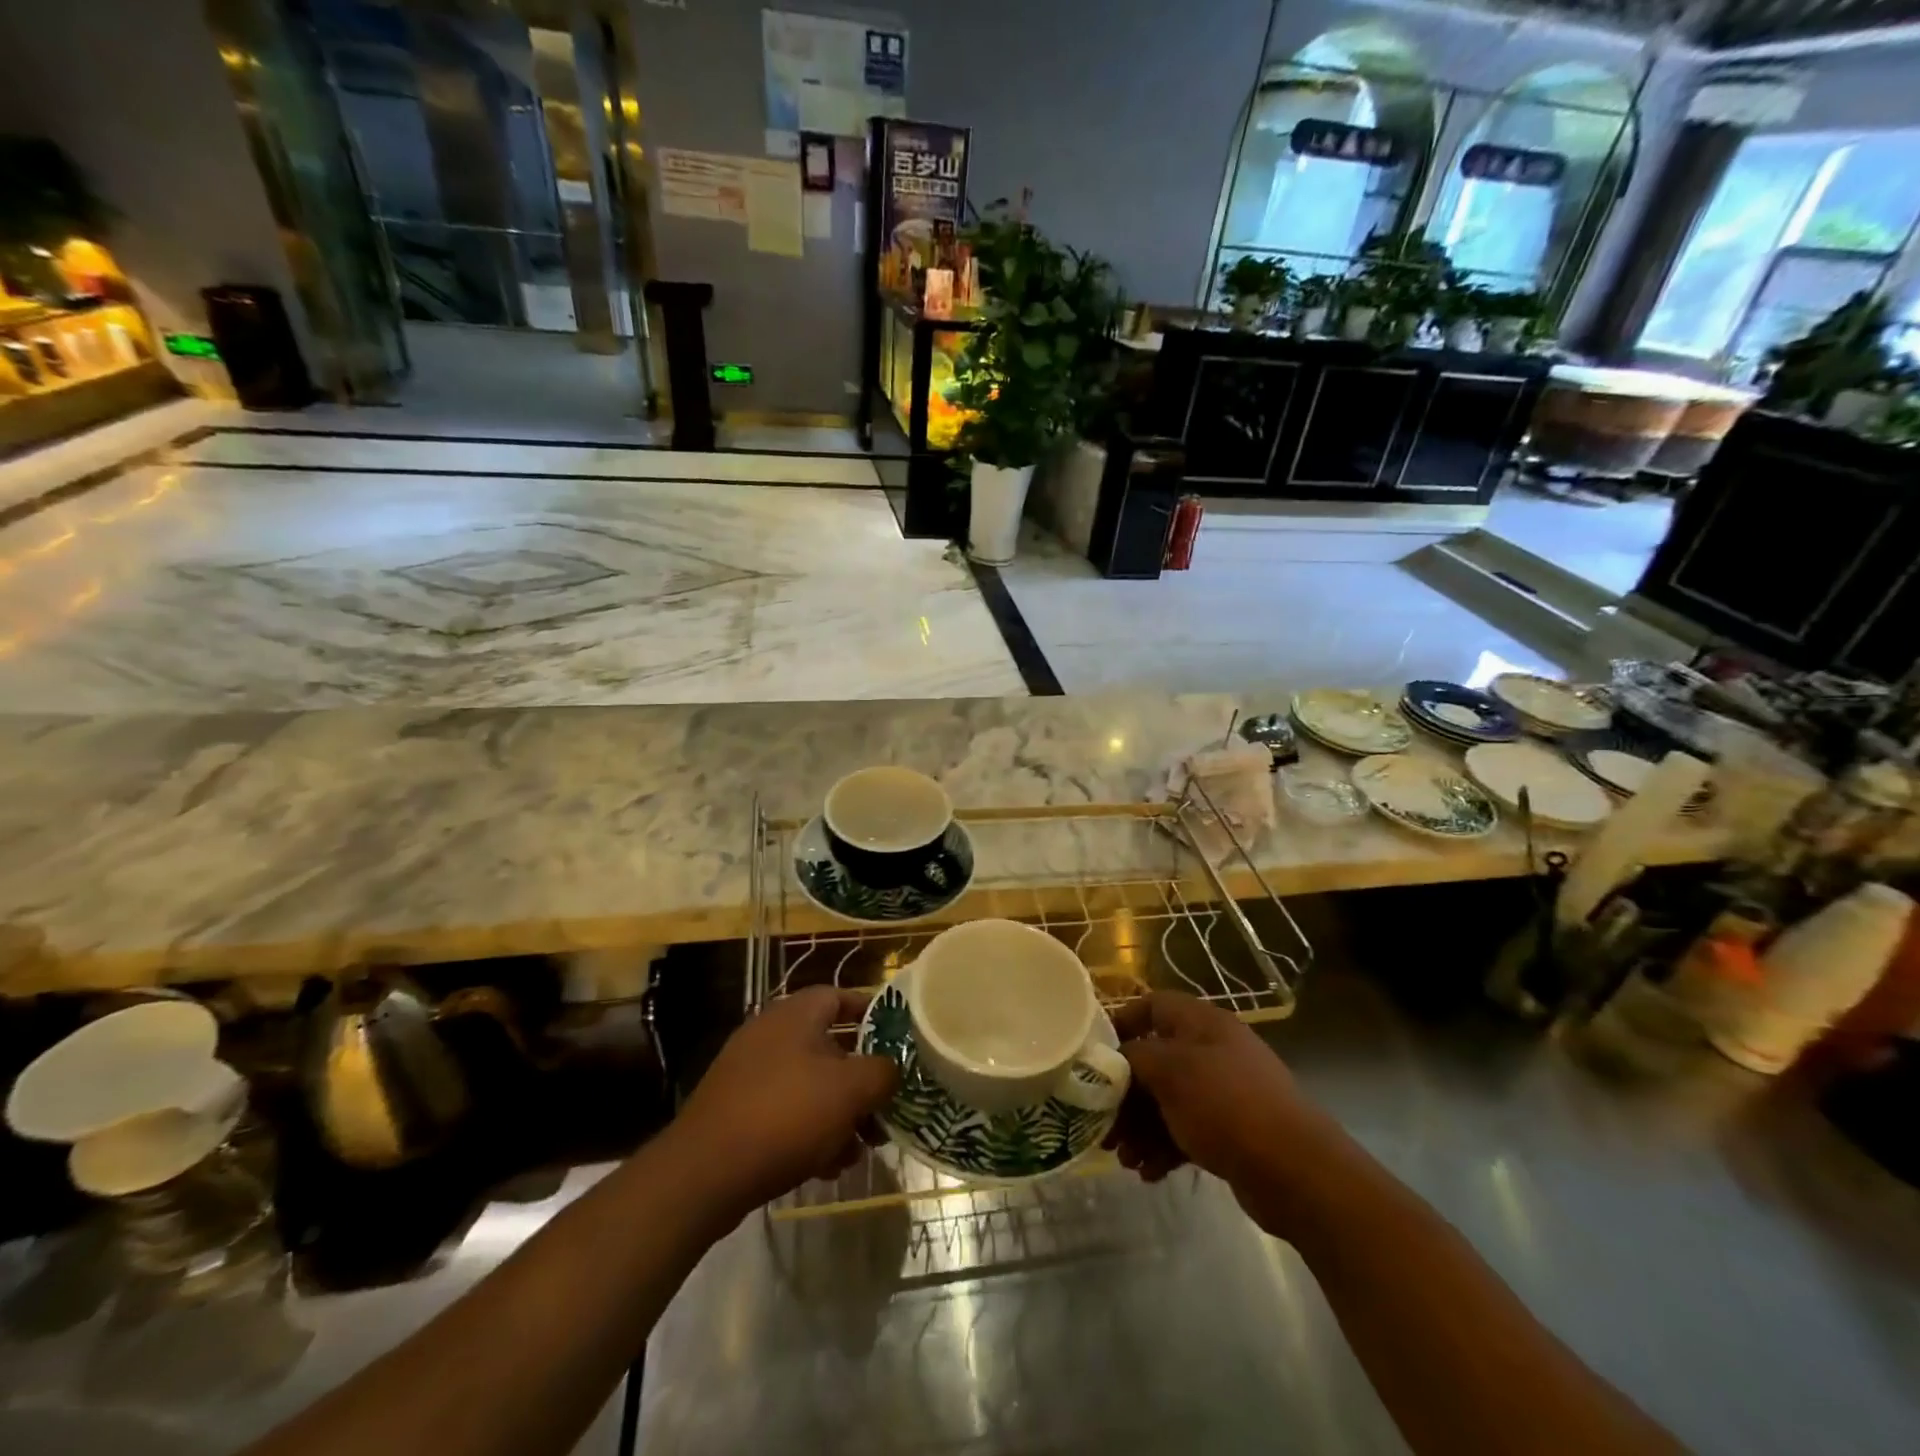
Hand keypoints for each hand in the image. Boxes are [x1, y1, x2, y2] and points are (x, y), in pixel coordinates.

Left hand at [673, 987, 898, 1218]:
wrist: (704, 1173)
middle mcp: (770, 1033)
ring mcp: (749, 1072)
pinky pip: (785, 1111)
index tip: (896, 1039)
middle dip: (860, 1078)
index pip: (840, 996)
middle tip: (884, 1107)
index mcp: (795, 1014)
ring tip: (860, 1149)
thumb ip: (882, 1073)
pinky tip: (827, 1167)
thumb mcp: (850, 1090)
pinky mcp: (736, 1110)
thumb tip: (891, 1070)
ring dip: (839, 1112)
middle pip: (829, 1046)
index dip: (871, 1013)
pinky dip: (810, 1131)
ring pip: (809, 1084)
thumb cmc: (786, 1115)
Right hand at [1106, 992, 1333, 1233]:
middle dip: (1125, 1093)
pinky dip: (1164, 1148)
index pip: (1153, 1005)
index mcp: (1201, 1023)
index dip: (1122, 1023)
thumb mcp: (1170, 1071)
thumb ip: (1134, 1057)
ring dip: (1140, 1127)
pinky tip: (1148, 1173)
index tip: (1095, 1054)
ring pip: (1167, 1100)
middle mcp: (1212, 1051)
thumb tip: (1115, 1060)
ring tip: (1123, 1159)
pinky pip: (1185, 1130)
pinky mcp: (1231, 1132)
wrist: (1297, 1170)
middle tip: (1102, 1124)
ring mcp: (1224, 1092)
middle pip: (1155, 1060)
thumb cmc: (1226, 1105)